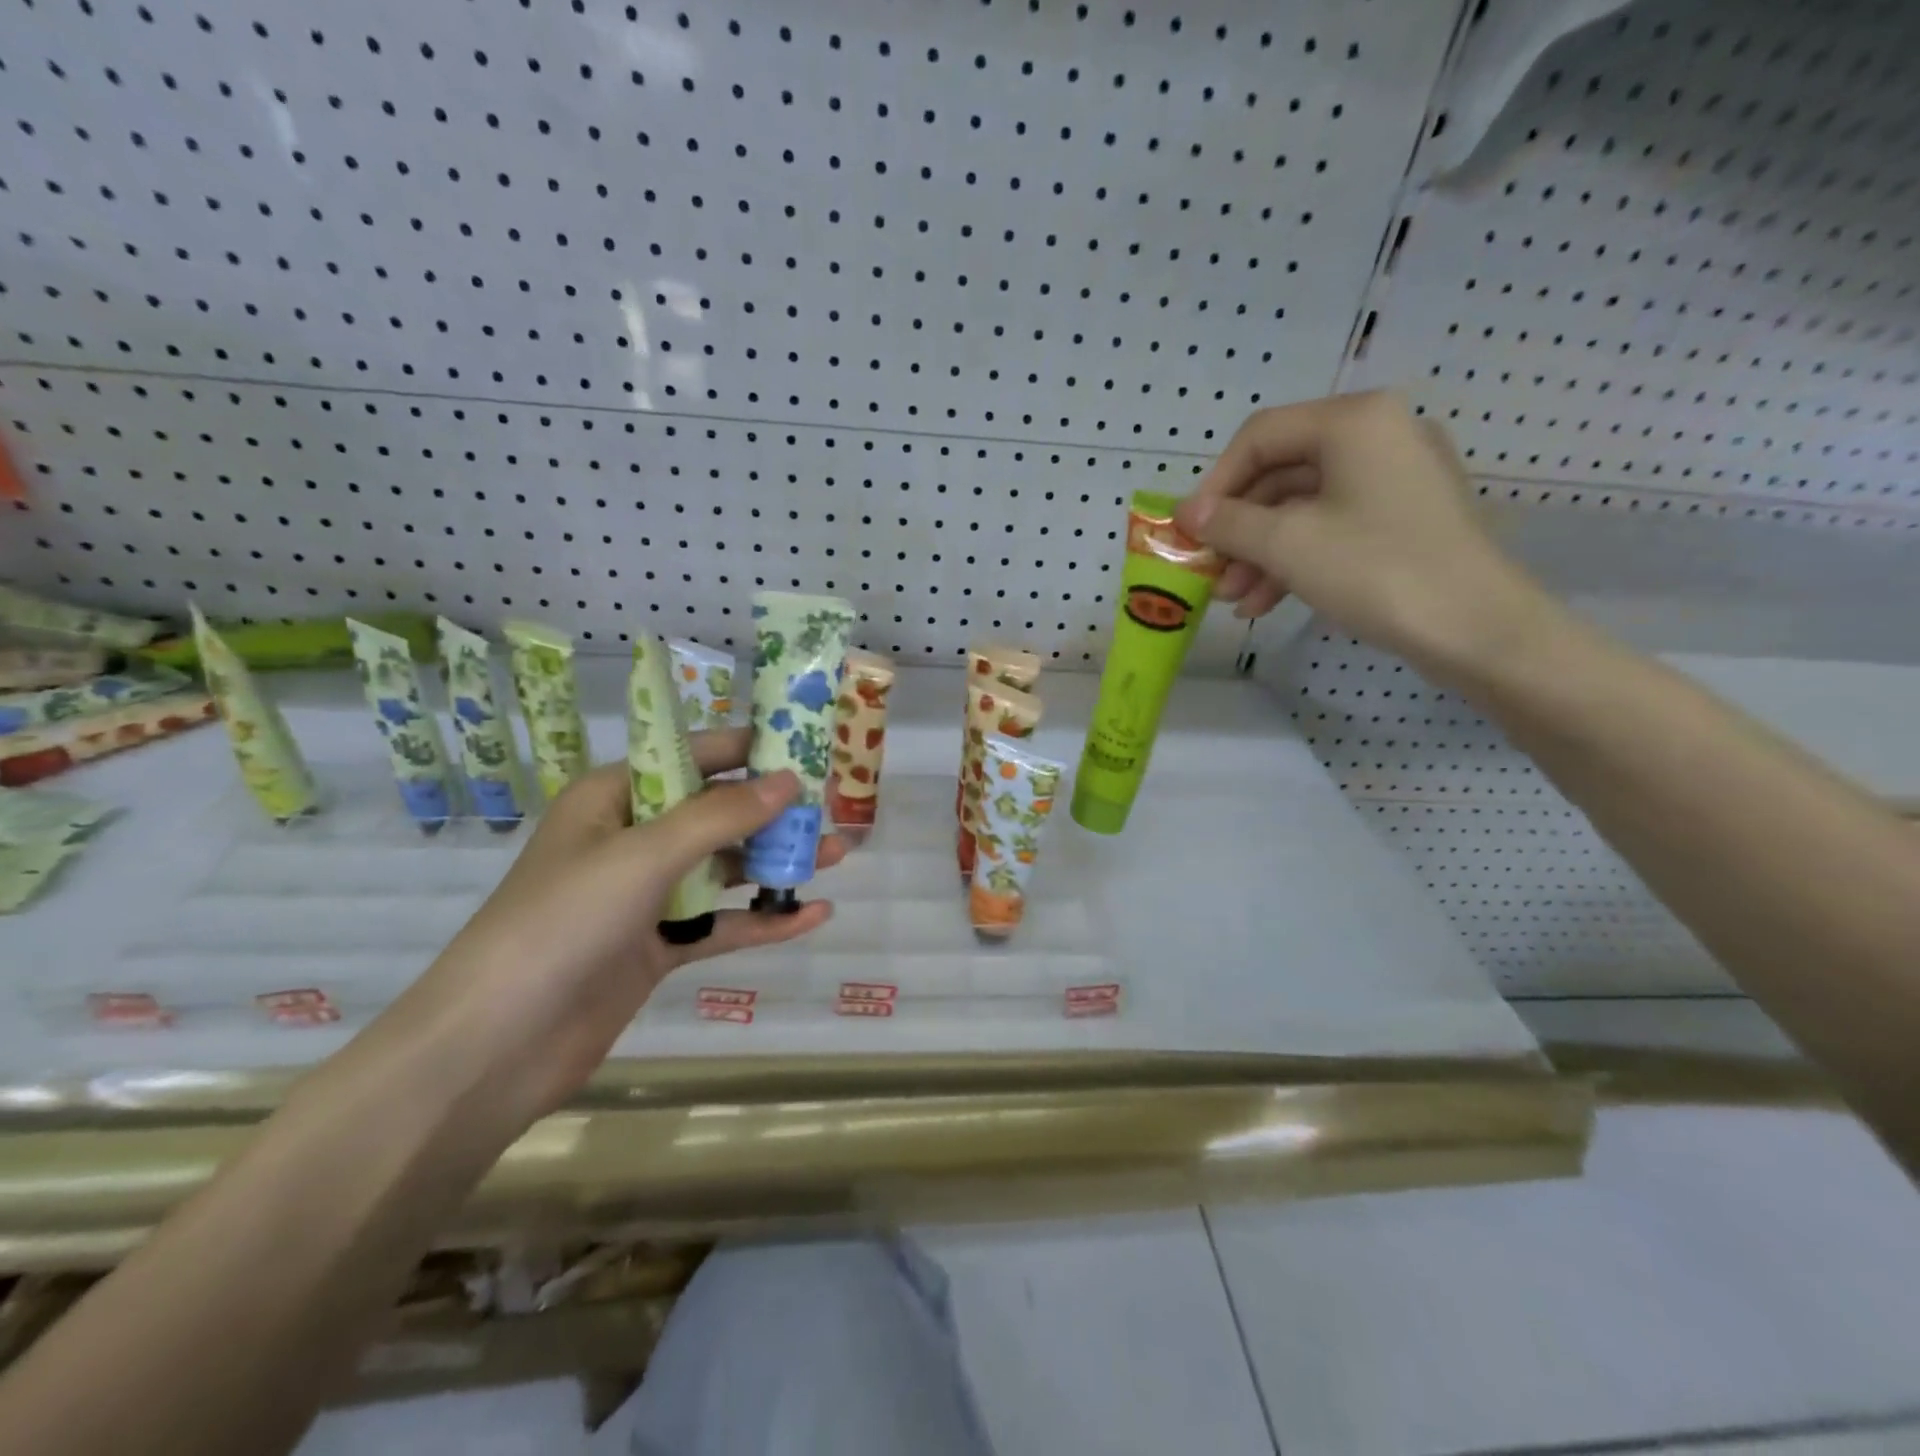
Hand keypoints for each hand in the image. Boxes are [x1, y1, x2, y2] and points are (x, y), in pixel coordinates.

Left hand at [361, 728, 843, 1126]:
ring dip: (775, 864)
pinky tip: (813, 915)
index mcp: (614, 798)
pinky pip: (720, 924)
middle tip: (830, 806)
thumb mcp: (645, 855)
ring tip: (836, 856)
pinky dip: (763, 920)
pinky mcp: (656, 947)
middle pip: (715, 813)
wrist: (495, 1046)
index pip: (693, 757)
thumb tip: (790, 781)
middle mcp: (631, 839)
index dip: (749, 750)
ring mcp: (644, 896)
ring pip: (723, 869)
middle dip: (772, 811)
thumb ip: (721, 817)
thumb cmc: (562, 923)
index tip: (806, 746)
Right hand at [1174, 392, 1558, 681]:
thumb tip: (1187, 513)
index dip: (1216, 483)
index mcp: (1353, 422)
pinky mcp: (1402, 519)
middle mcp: (1377, 436)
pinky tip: (1264, 602)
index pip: (1260, 436)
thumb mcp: (1288, 544)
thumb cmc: (1376, 570)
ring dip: (1260, 552)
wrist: (1476, 629)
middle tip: (1208, 569)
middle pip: (1280, 473)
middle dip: (1238, 527)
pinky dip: (1294, 560)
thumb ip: (1229, 523)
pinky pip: (1331, 528)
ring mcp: (1394, 479)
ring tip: (1233, 598)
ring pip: (1303, 507)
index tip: (1188, 530)